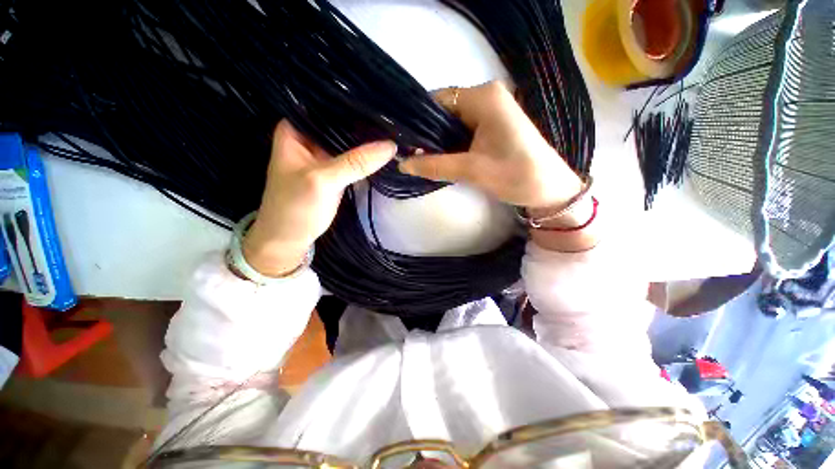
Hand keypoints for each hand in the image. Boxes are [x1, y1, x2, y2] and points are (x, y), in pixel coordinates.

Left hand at [243, 120, 395, 276]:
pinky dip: (368, 157)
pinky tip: (385, 150)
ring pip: (350, 141)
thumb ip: (356, 162)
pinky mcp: (336, 170)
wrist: (289, 238)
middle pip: (342, 124)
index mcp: (296, 129)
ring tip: (395, 130)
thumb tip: (391, 146)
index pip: (328, 107)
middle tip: (394, 118)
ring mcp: (324, 154)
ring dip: (369, 140)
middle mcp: (310, 137)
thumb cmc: (295, 207)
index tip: (382, 103)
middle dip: (365, 123)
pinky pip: (354, 158)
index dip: (354, 105)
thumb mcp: (323, 181)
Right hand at [398, 82, 582, 209]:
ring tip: (425, 159)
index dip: (419, 121)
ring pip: (453, 122)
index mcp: (483, 97)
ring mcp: (491, 111)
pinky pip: (464, 130)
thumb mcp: (471, 170)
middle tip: (413, 156)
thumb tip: (402, 163)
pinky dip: (452, 144)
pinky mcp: (493, 125)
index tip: (405, 142)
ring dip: (440, 141)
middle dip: (429, 134)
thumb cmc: (515, 174)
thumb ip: (435, 165)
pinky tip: (444, 158)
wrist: (549, 189)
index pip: (438, 100)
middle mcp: (486, 96)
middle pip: (445, 111)